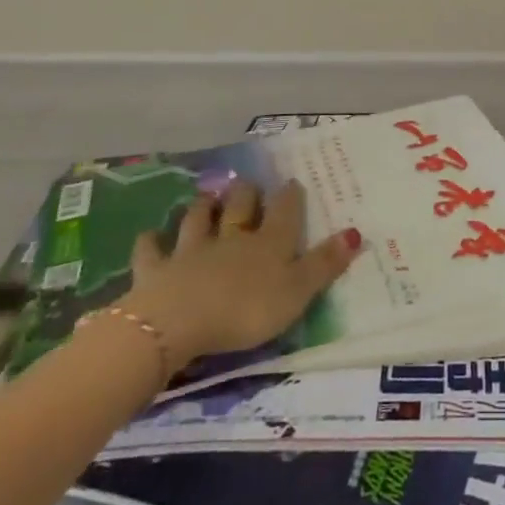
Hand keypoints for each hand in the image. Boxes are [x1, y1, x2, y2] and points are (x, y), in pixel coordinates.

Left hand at [121, 179, 361, 362]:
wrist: (179, 322)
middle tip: (248, 184)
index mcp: (269, 243)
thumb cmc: (246, 310)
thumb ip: (325, 264)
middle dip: (246, 194)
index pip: (284, 211)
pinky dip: (150, 241)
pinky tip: (149, 235)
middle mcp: (232, 238)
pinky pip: (151, 250)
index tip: (292, 183)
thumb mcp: (297, 292)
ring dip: (203, 208)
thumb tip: (356, 232)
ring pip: (199, 220)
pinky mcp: (156, 270)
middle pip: (240, 207)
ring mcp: (191, 251)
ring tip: (207, 197)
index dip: (289, 196)